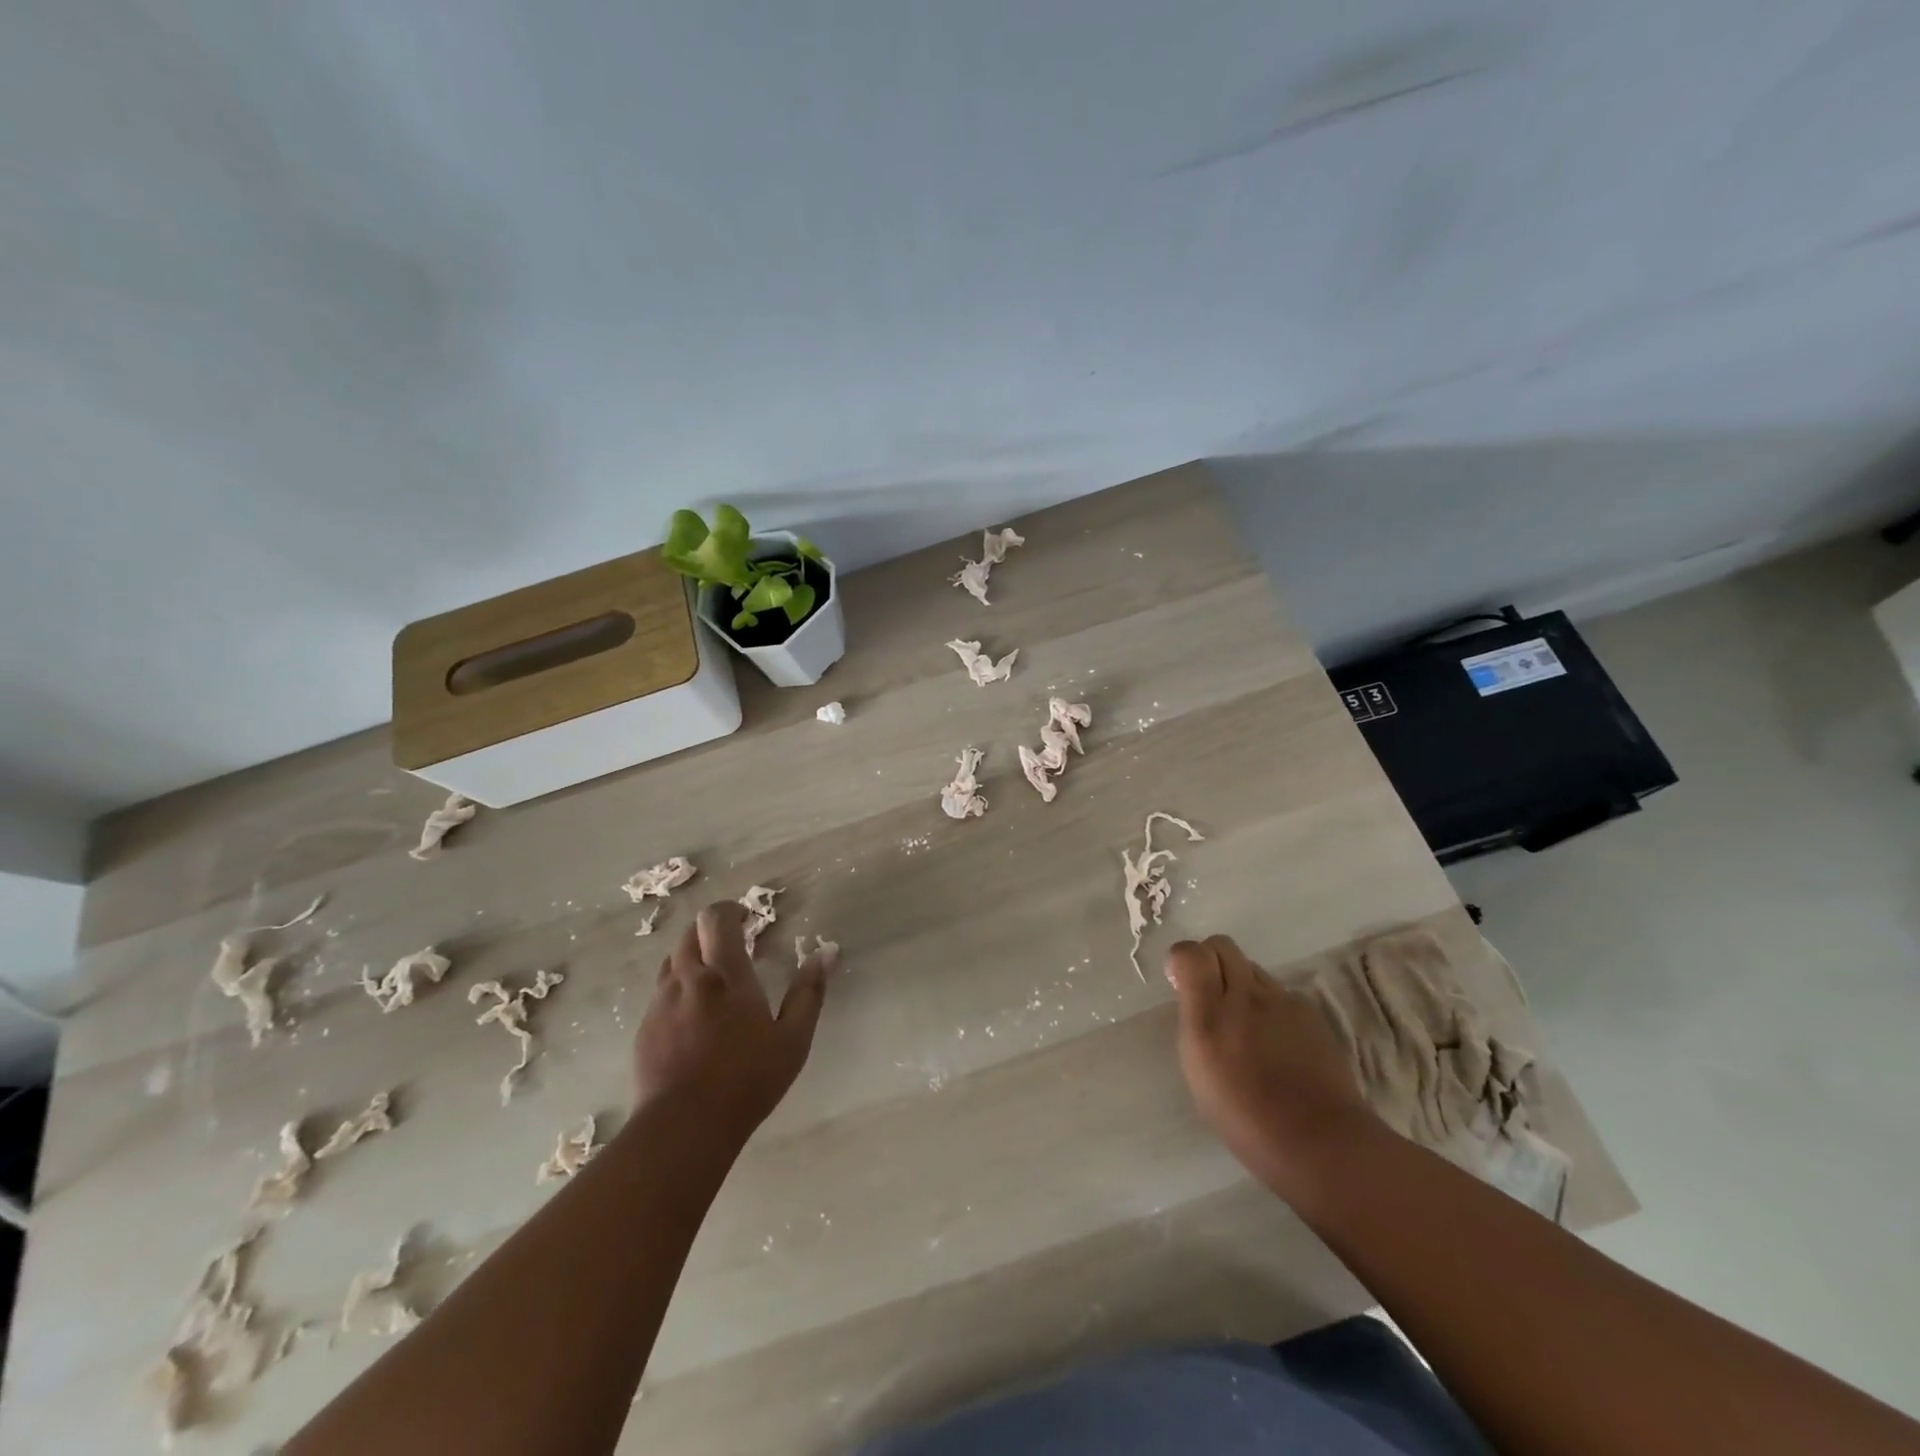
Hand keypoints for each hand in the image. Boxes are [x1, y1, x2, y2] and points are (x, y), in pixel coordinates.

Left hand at [636, 902, 833, 1138]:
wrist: (683, 1127)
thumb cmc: (747, 1080)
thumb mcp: (793, 1039)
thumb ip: (809, 992)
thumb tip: (827, 953)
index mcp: (726, 974)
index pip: (716, 919)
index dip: (730, 910)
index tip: (746, 919)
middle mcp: (688, 979)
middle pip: (690, 934)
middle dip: (711, 932)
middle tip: (732, 948)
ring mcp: (661, 1004)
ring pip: (672, 964)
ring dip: (692, 960)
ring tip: (713, 984)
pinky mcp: (644, 1030)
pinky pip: (660, 995)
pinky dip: (678, 992)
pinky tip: (692, 1021)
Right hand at [1165, 935, 1376, 1199]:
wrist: (1319, 1141)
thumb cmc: (1245, 1119)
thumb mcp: (1199, 1072)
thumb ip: (1195, 1023)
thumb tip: (1194, 997)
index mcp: (1209, 1016)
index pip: (1191, 953)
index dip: (1183, 959)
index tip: (1180, 982)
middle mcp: (1245, 996)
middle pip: (1222, 945)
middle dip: (1211, 960)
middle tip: (1211, 995)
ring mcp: (1282, 1001)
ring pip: (1252, 969)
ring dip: (1241, 984)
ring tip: (1247, 1025)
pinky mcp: (1309, 1011)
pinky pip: (1279, 993)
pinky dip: (1270, 1006)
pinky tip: (1276, 1042)